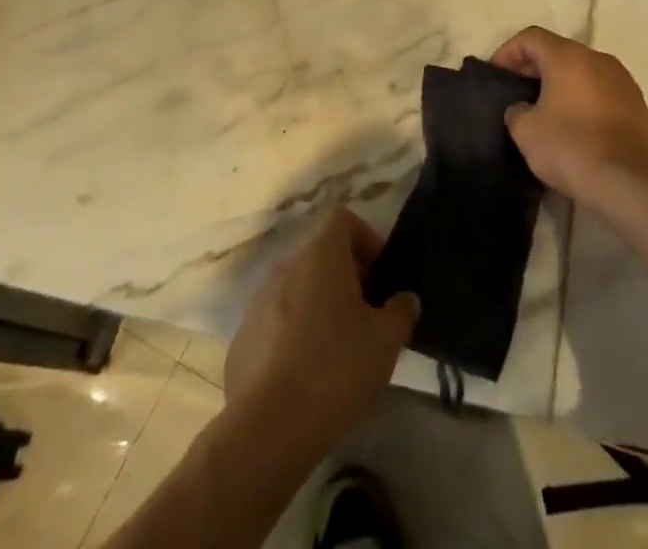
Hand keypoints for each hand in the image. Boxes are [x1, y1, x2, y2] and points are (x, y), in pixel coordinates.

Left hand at [223, 208, 419, 453]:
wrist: (265, 430)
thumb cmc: (334, 369)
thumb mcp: (384, 342)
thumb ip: (401, 312)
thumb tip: (405, 299)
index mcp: (320, 255)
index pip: (342, 218)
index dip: (366, 238)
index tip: (381, 276)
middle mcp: (286, 267)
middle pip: (321, 255)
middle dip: (347, 278)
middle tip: (368, 317)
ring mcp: (258, 302)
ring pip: (298, 290)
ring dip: (320, 307)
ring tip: (339, 351)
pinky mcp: (242, 339)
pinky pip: (277, 323)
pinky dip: (294, 336)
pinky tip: (307, 377)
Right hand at [492, 26, 647, 209]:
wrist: (630, 182)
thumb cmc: (571, 147)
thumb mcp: (526, 132)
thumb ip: (516, 111)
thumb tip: (524, 109)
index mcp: (567, 56)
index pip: (531, 37)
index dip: (508, 52)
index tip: (497, 75)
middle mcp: (597, 58)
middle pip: (558, 51)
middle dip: (534, 68)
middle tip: (517, 92)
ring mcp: (622, 79)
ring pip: (582, 70)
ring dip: (561, 83)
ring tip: (545, 110)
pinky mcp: (637, 103)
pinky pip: (601, 90)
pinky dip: (583, 98)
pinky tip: (575, 126)